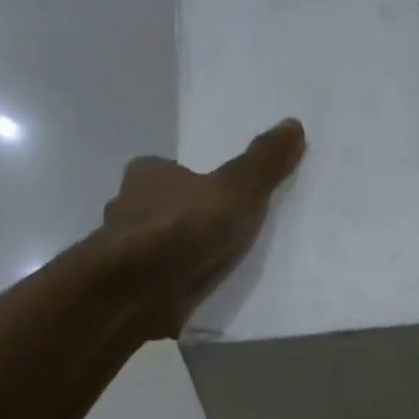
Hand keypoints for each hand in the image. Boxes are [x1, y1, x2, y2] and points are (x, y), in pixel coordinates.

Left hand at [102, 118, 305, 336]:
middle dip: (186, 221)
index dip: (193, 183)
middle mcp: (127, 208)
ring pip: (155, 248)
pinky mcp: (128, 289)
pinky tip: (194, 295)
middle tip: (221, 235)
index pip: (169, 172)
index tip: (219, 200)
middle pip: (162, 209)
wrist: (139, 289)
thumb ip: (263, 164)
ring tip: (213, 269)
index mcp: (146, 175)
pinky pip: (156, 282)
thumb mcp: (236, 190)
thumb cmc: (183, 228)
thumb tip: (294, 124)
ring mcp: (124, 252)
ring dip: (178, 257)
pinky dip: (172, 286)